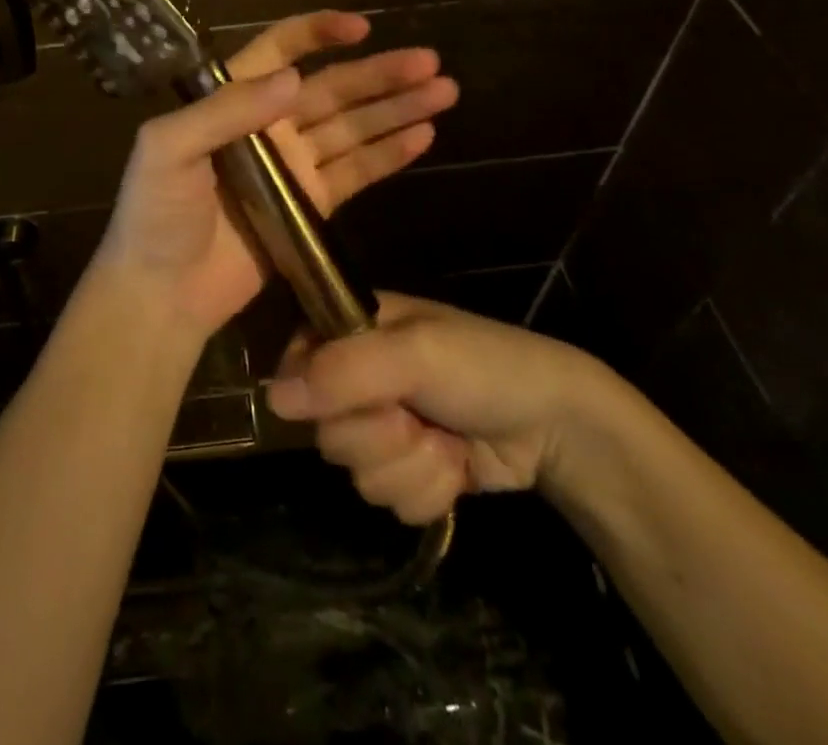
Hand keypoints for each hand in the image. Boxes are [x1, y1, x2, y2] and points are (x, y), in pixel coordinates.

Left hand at [92, 12, 458, 338]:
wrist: (162, 292)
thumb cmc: (155, 214)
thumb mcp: (168, 149)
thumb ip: (226, 109)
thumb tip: (293, 78)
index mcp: (230, 102)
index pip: (280, 53)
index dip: (317, 34)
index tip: (362, 27)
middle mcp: (267, 126)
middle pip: (331, 89)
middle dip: (379, 74)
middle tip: (431, 63)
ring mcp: (292, 167)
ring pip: (352, 127)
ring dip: (396, 109)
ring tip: (443, 92)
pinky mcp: (312, 206)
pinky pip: (356, 172)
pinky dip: (388, 154)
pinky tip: (423, 136)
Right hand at [267, 292, 609, 524]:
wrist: (555, 425)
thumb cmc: (484, 366)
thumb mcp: (417, 355)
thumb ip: (344, 372)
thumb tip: (273, 399)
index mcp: (352, 328)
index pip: (295, 363)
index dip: (315, 393)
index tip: (354, 400)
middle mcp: (358, 375)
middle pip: (326, 430)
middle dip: (378, 436)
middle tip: (416, 417)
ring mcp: (383, 425)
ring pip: (356, 471)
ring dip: (409, 466)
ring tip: (444, 440)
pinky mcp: (407, 468)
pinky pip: (388, 499)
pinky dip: (426, 491)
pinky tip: (455, 467)